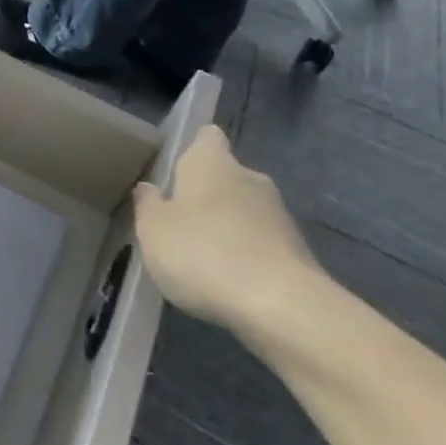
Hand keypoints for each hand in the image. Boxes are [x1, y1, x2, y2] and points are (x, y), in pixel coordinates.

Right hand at [132, 126, 325, 333]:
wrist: (282, 307)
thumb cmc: (203, 253)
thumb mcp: (153, 230)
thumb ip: (148, 205)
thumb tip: (149, 188)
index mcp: (212, 163)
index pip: (207, 137)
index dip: (193, 147)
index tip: (176, 168)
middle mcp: (250, 178)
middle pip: (226, 176)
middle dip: (206, 193)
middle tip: (178, 219)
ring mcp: (279, 215)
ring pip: (244, 210)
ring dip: (226, 226)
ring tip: (200, 256)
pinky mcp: (297, 252)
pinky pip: (261, 242)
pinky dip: (245, 254)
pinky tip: (227, 280)